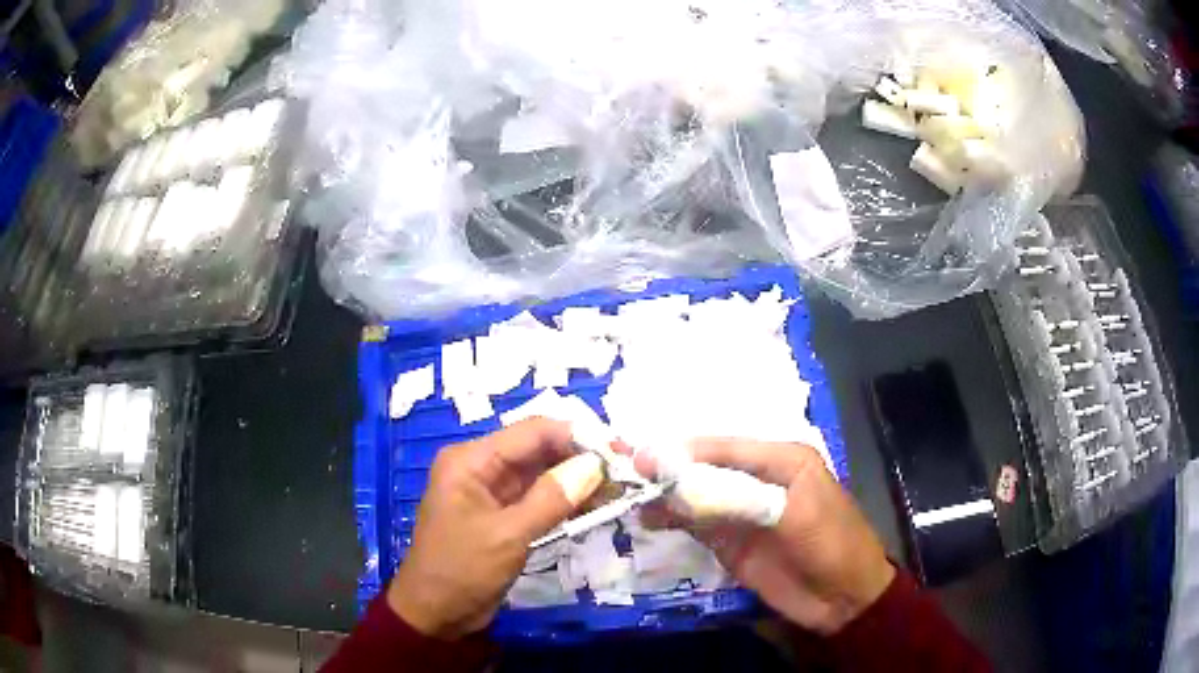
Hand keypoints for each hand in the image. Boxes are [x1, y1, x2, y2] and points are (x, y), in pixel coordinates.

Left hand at [388, 418, 603, 638]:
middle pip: (538, 450)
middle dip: (580, 458)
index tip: (618, 450)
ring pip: (542, 475)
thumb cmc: (462, 570)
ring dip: (576, 480)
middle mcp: (480, 468)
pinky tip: (595, 505)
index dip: (576, 436)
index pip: (532, 432)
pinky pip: (538, 499)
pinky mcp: (502, 516)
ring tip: (618, 489)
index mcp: (471, 460)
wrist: (434, 614)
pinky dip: (564, 501)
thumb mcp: (508, 535)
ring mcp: (491, 493)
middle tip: (625, 472)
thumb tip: (595, 465)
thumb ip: (552, 499)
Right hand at [635, 439, 894, 634]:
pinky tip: (648, 519)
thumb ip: (742, 498)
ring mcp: (742, 511)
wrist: (843, 597)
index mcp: (782, 459)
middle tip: (627, 468)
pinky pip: (697, 524)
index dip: (687, 450)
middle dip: (669, 468)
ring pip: (696, 495)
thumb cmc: (831, 543)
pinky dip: (672, 519)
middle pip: (706, 467)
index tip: (647, 455)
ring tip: (629, 494)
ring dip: (665, 494)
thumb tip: (684, 486)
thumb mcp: (795, 514)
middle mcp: (758, 479)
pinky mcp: (731, 541)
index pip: (726, 447)